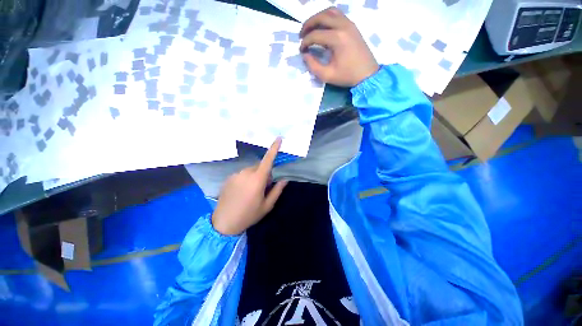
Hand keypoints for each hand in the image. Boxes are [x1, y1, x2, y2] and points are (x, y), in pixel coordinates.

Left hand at [211, 138, 287, 234]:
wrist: (224, 223)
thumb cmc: (249, 215)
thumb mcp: (267, 205)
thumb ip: (277, 190)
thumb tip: (284, 179)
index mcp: (257, 179)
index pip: (268, 160)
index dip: (274, 148)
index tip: (279, 138)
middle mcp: (246, 173)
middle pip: (260, 167)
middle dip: (264, 174)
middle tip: (263, 188)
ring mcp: (235, 175)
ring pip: (250, 170)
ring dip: (254, 176)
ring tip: (250, 192)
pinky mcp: (228, 178)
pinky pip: (241, 174)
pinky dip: (245, 179)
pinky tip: (241, 192)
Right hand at [300, 7, 378, 86]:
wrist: (367, 74)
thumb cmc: (347, 76)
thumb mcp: (327, 75)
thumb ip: (313, 66)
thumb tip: (305, 55)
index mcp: (337, 39)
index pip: (315, 35)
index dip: (305, 42)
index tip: (301, 50)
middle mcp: (343, 26)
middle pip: (321, 17)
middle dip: (308, 25)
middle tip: (301, 35)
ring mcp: (349, 24)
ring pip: (330, 12)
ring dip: (318, 18)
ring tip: (311, 28)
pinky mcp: (352, 26)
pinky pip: (338, 15)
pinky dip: (328, 17)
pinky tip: (323, 27)